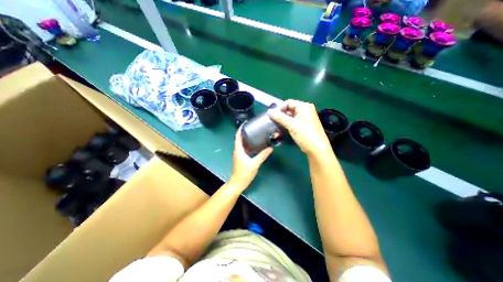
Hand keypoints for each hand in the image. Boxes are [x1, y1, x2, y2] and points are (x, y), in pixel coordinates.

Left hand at [230, 126, 273, 189]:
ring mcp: (239, 154)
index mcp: (238, 150)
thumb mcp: (255, 164)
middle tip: (253, 127)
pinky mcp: (241, 158)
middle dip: (245, 132)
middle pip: (240, 139)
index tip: (245, 123)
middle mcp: (237, 150)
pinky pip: (244, 148)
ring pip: (242, 144)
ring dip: (247, 138)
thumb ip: (262, 155)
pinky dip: (249, 145)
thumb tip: (270, 148)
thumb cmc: (244, 173)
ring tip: (255, 133)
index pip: (238, 136)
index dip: (240, 129)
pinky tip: (255, 145)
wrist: (238, 183)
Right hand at [269, 99, 332, 155]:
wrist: (317, 149)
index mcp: (304, 106)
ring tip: (275, 130)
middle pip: (288, 110)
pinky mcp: (302, 127)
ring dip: (281, 123)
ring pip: (289, 118)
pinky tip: (279, 133)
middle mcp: (304, 111)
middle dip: (280, 117)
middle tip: (272, 123)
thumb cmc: (305, 134)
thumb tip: (269, 111)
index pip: (288, 103)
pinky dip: (286, 127)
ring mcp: (304, 119)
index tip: (272, 116)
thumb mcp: (291, 125)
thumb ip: (279, 117)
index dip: (280, 108)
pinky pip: (292, 124)